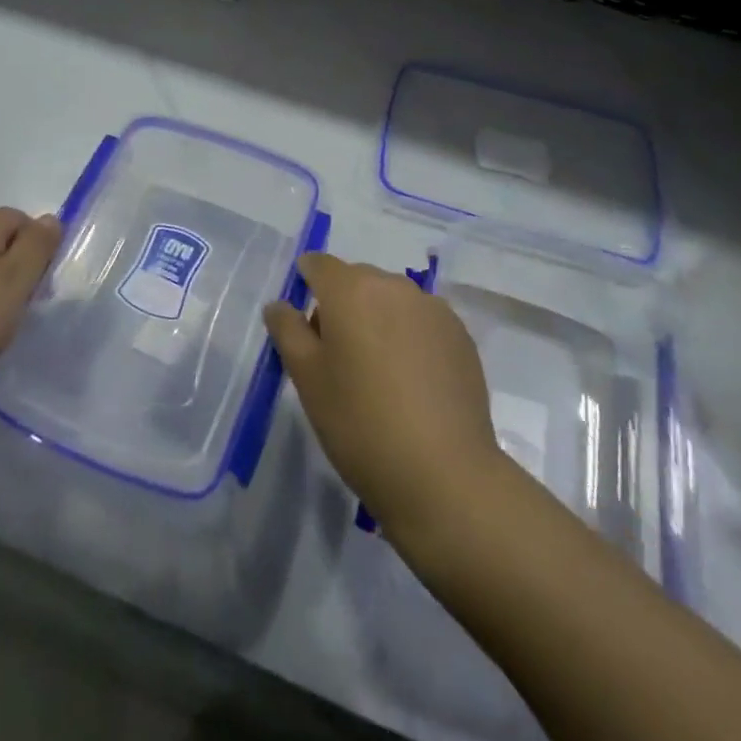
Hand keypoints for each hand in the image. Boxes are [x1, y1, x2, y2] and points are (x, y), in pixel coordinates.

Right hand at [264, 252, 503, 548]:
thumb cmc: (359, 423)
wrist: (444, 476)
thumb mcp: (307, 379)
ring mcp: (433, 309)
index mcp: (351, 289)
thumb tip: (279, 304)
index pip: (318, 264)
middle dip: (342, 306)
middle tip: (338, 360)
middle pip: (357, 280)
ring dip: (378, 321)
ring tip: (378, 375)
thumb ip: (287, 331)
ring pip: (392, 301)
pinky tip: (412, 383)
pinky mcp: (461, 336)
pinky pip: (422, 322)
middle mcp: (394, 286)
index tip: (304, 325)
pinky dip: (410, 337)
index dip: (305, 284)